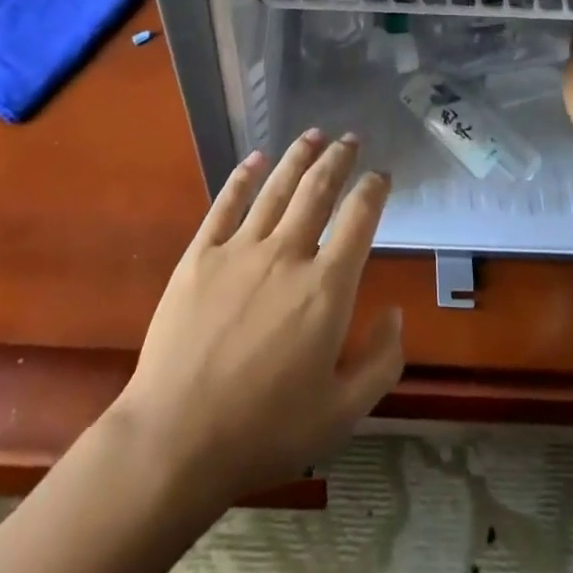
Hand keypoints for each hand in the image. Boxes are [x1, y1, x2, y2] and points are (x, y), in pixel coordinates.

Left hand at [111, 129, 402, 505]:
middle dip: (338, 159)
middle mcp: (287, 253)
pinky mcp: (200, 254)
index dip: (374, 190)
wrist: (177, 438)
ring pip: (276, 187)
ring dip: (298, 156)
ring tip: (314, 134)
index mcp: (326, 288)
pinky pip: (226, 203)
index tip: (381, 175)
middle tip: (349, 138)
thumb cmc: (265, 431)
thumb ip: (380, 362)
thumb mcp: (341, 414)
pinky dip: (243, 176)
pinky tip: (255, 158)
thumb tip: (395, 312)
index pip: (359, 220)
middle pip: (318, 190)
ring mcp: (240, 248)